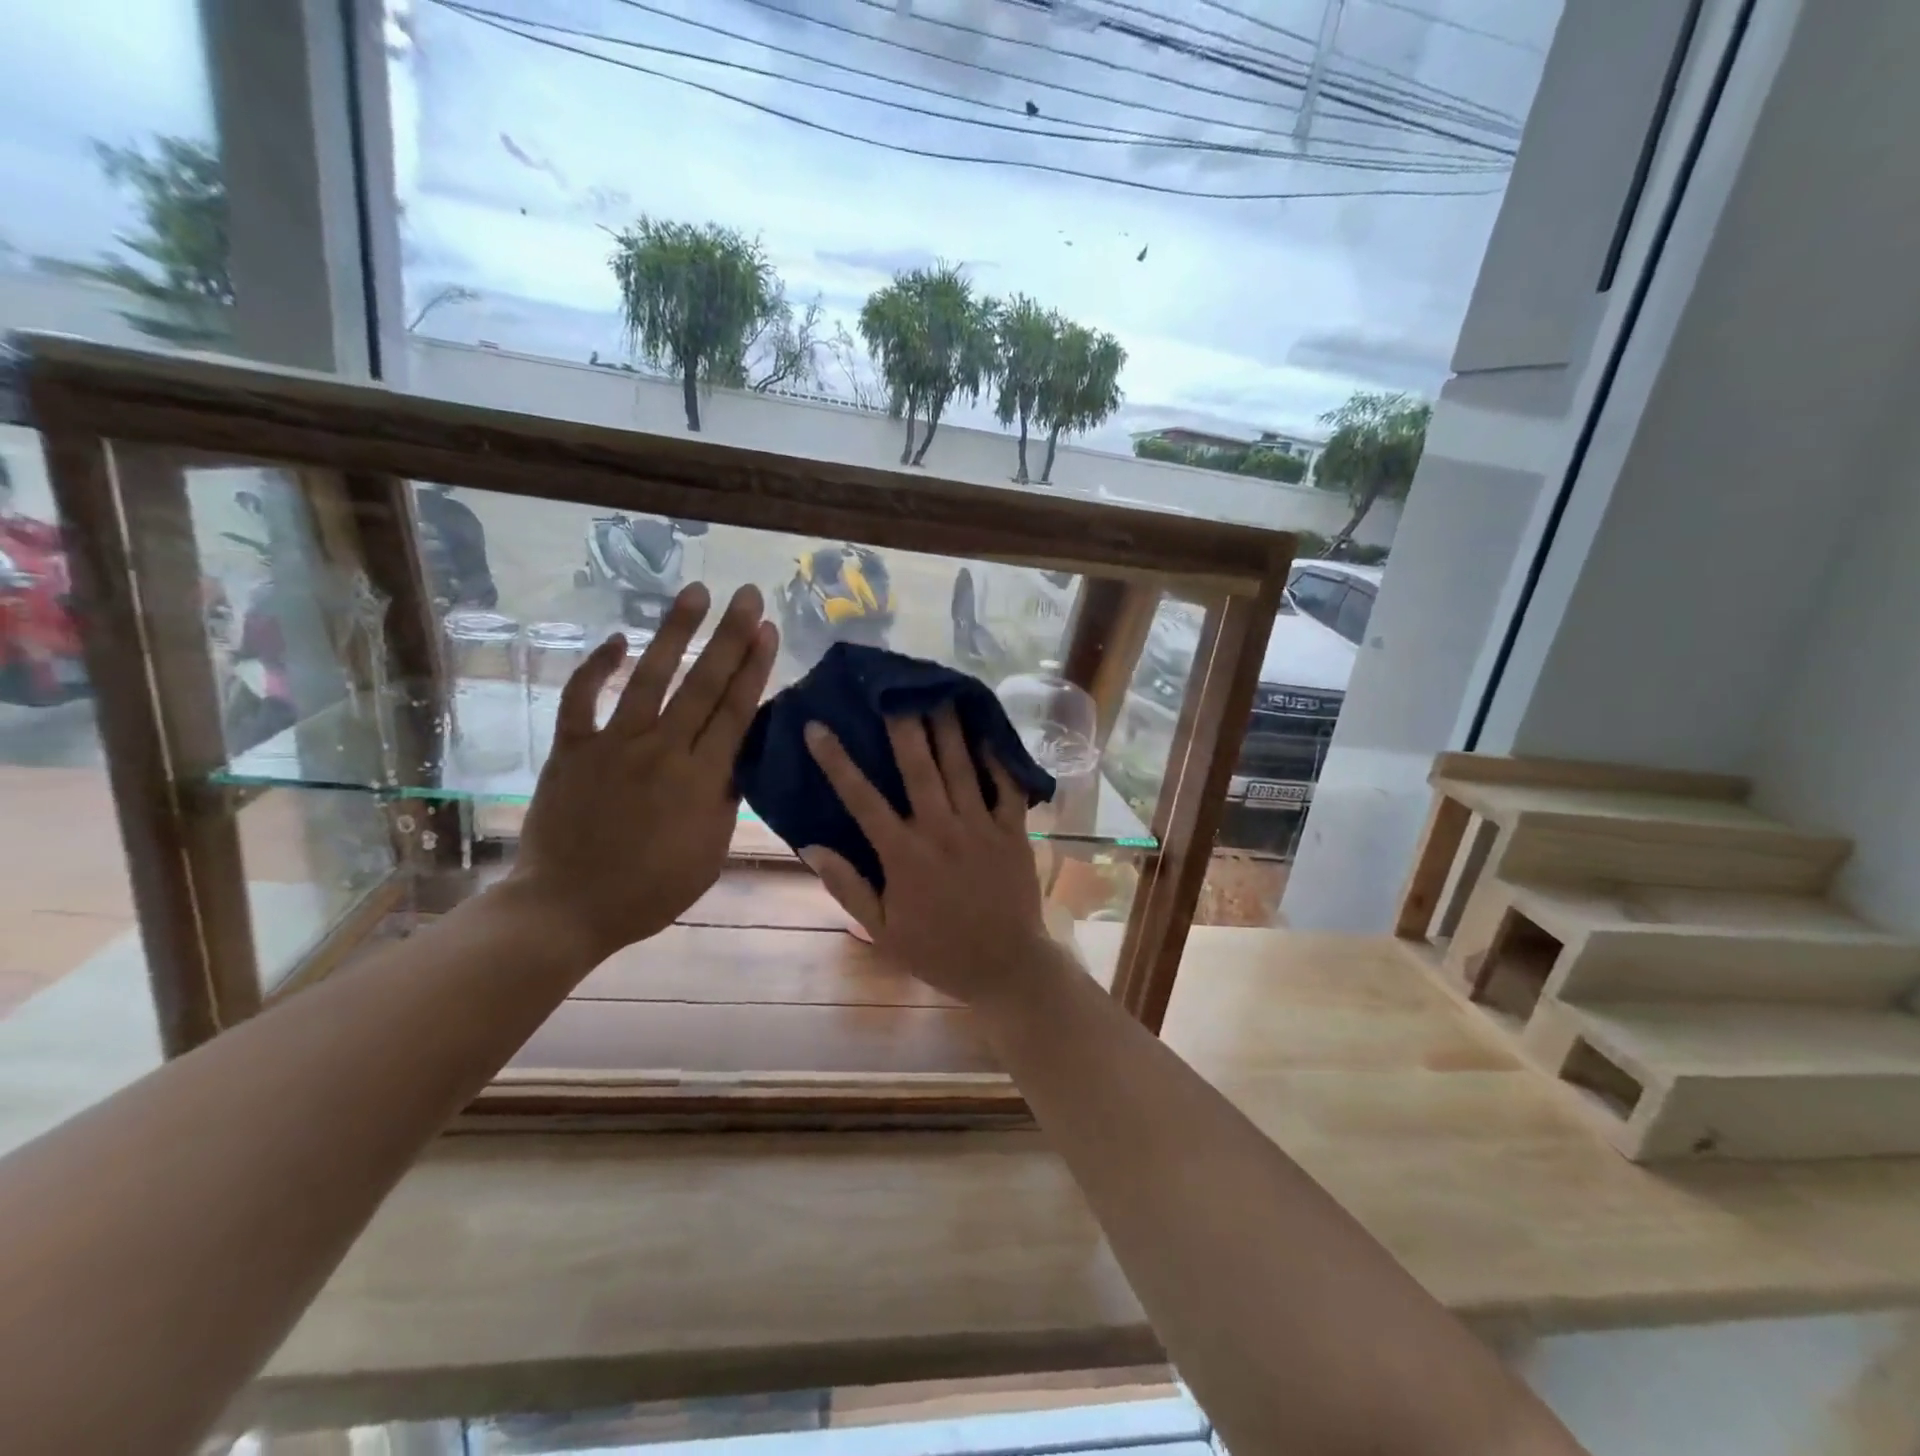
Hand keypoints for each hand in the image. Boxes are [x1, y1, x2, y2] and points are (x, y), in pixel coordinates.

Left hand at [508, 582, 776, 964]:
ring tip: (695, 593)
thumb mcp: (710, 853)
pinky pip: (582, 698)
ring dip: (674, 632)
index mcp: (701, 779)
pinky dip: (597, 667)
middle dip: (729, 635)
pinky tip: (618, 639)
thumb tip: (738, 757)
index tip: (768, 629)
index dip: (754, 667)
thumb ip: (725, 799)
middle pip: (703, 683)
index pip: (735, 711)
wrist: (567, 908)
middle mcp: (662, 750)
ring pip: (650, 677)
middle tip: (747, 595)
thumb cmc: (650, 891)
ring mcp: (613, 745)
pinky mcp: (571, 749)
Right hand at [800, 709, 1058, 1009]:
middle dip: (904, 723)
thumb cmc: (939, 951)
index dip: (837, 761)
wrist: (1006, 968)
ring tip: (938, 690)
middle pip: (919, 767)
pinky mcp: (1013, 831)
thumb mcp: (883, 931)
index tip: (818, 727)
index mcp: (904, 855)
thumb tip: (811, 846)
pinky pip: (1007, 787)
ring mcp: (981, 827)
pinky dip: (999, 757)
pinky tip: (989, 729)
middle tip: (893, 686)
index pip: (862, 800)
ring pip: (962, 767)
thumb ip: (848, 887)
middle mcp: (941, 831)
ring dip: (948, 727)